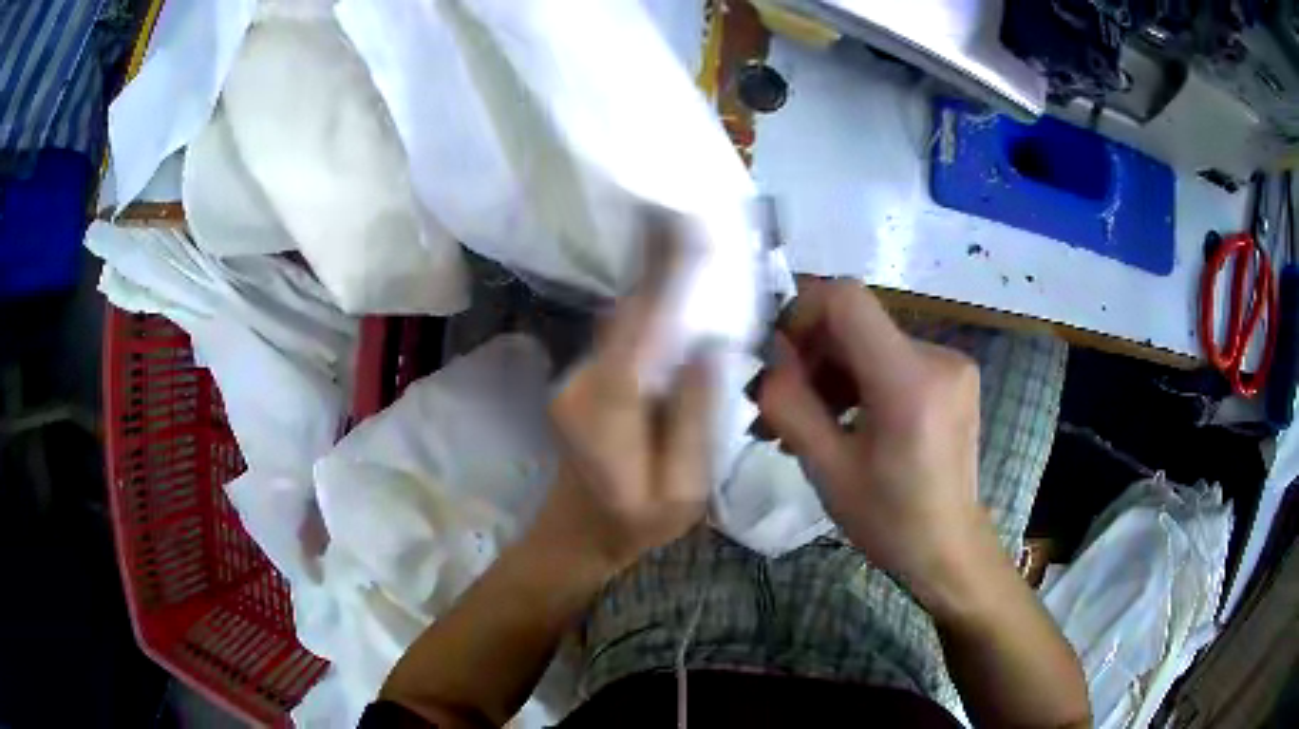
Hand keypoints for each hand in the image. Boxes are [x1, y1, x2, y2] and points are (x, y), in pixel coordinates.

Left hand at [534, 229, 715, 573]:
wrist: (580, 531)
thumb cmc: (637, 521)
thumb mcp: (684, 489)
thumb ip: (695, 418)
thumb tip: (710, 345)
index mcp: (607, 408)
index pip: (640, 327)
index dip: (665, 273)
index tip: (686, 222)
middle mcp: (583, 379)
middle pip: (630, 311)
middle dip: (661, 260)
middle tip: (697, 214)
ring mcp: (577, 375)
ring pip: (625, 317)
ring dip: (655, 277)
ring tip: (691, 235)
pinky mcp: (586, 376)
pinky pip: (624, 332)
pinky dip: (650, 304)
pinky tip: (675, 282)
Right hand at [756, 279, 985, 606]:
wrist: (950, 548)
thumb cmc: (890, 520)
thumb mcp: (827, 469)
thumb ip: (790, 406)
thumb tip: (768, 364)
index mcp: (909, 381)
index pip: (847, 299)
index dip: (802, 313)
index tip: (778, 356)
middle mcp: (937, 357)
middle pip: (858, 323)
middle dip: (812, 354)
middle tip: (779, 404)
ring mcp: (951, 364)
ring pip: (873, 342)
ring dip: (833, 372)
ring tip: (805, 422)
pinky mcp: (953, 376)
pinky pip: (893, 359)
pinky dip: (861, 381)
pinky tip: (842, 421)